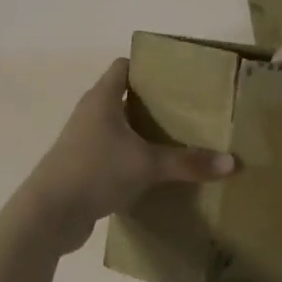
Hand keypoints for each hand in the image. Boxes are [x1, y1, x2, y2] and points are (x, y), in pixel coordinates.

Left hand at [13, 58, 236, 255]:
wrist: (48, 215)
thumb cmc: (94, 172)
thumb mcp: (146, 165)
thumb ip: (187, 163)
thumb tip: (232, 162)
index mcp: (102, 99)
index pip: (124, 66)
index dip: (148, 66)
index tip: (178, 75)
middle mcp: (90, 114)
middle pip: (123, 97)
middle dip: (153, 102)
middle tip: (188, 109)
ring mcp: (83, 141)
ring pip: (118, 127)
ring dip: (142, 132)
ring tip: (177, 139)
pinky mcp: (82, 167)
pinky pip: (112, 153)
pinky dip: (131, 157)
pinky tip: (155, 171)